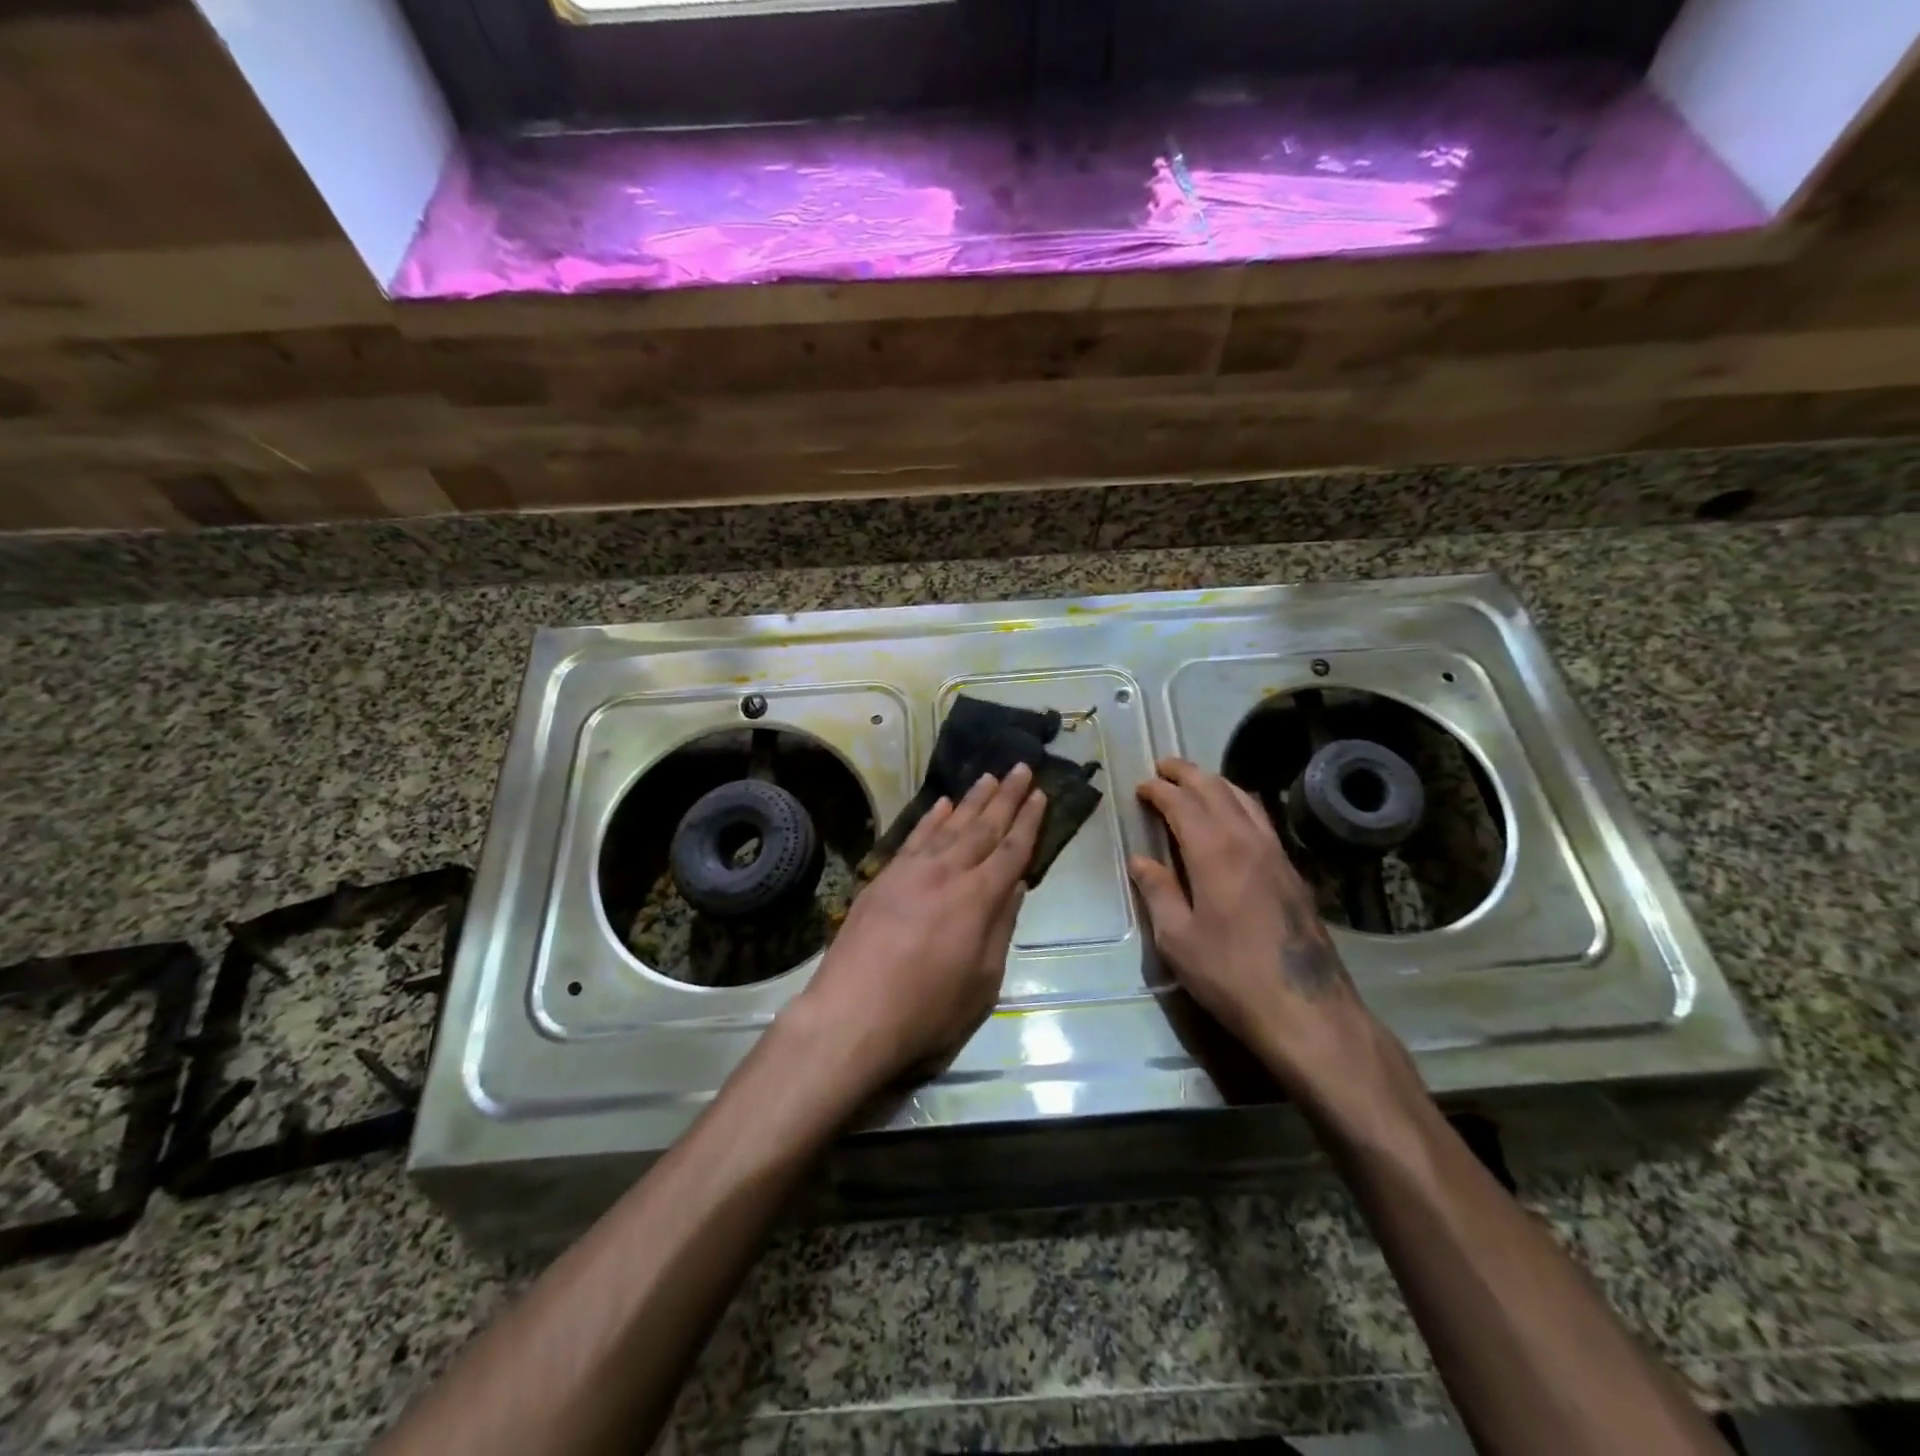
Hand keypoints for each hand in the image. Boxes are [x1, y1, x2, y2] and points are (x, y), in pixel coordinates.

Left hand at [793, 763, 1045, 1091]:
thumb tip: (1016, 886)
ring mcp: (911, 872)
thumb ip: (1000, 928)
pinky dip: (931, 818)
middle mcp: (947, 874)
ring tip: (989, 777)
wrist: (851, 1016)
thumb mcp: (982, 983)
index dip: (1028, 822)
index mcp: (978, 899)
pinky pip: (913, 838)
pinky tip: (941, 804)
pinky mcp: (883, 879)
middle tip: (1021, 767)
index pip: (1011, 851)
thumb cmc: (927, 1012)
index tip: (1041, 794)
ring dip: (971, 800)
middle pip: (983, 827)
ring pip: (949, 826)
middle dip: (1006, 797)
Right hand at [1127, 758, 1386, 1103]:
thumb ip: (1158, 892)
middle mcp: (1248, 840)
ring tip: (1195, 782)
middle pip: (1216, 790)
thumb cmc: (1230, 974)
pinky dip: (1239, 803)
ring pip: (1245, 799)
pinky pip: (1261, 819)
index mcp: (1214, 851)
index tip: (1142, 786)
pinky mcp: (1293, 872)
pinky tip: (1233, 816)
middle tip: (1164, 767)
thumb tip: (1141, 861)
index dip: (1160, 790)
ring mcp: (1276, 854)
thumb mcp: (1177, 939)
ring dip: (1216, 783)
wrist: (1306, 1009)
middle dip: (1187, 774)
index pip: (1183, 804)